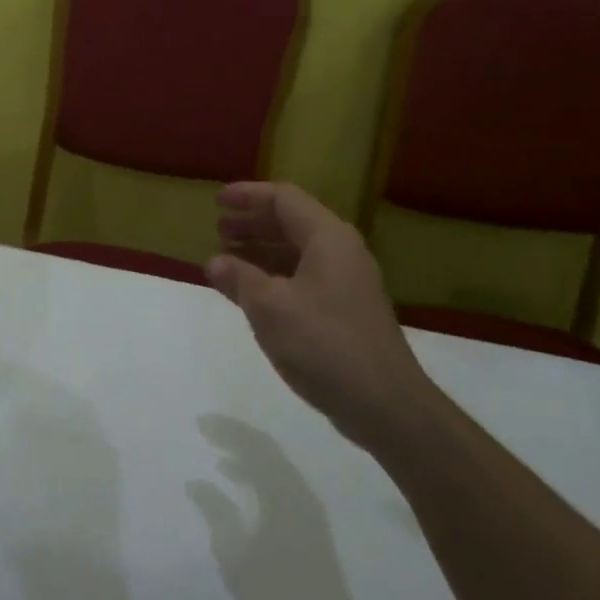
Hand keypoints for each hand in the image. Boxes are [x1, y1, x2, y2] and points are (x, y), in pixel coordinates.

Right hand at [188, 414, 363, 599]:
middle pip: (267, 450)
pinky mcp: (310, 525)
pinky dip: (259, 476)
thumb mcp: (236, 556)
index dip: (227, 430)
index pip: (254, 445)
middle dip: (237, 437)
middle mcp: (299, 491)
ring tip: (221, 461)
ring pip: (276, 467)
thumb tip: (196, 483)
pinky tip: (243, 489)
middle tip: (208, 431)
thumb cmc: (277, 594)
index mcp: (283, 492)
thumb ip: (216, 513)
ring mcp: (308, 508)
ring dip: (248, 457)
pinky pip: (281, 483)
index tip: (200, 423)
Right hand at [207, 182, 431, 451]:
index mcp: (327, 238)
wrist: (385, 404)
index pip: (284, 198)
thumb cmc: (324, 344)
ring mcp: (347, 282)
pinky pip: (304, 277)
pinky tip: (253, 294)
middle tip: (218, 232)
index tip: (216, 202)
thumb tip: (214, 261)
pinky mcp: (347, 310)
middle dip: (252, 223)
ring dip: (261, 251)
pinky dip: (275, 276)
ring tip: (227, 261)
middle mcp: (341, 251)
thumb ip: (239, 278)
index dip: (248, 195)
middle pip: (292, 222)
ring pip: (297, 252)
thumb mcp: (270, 308)